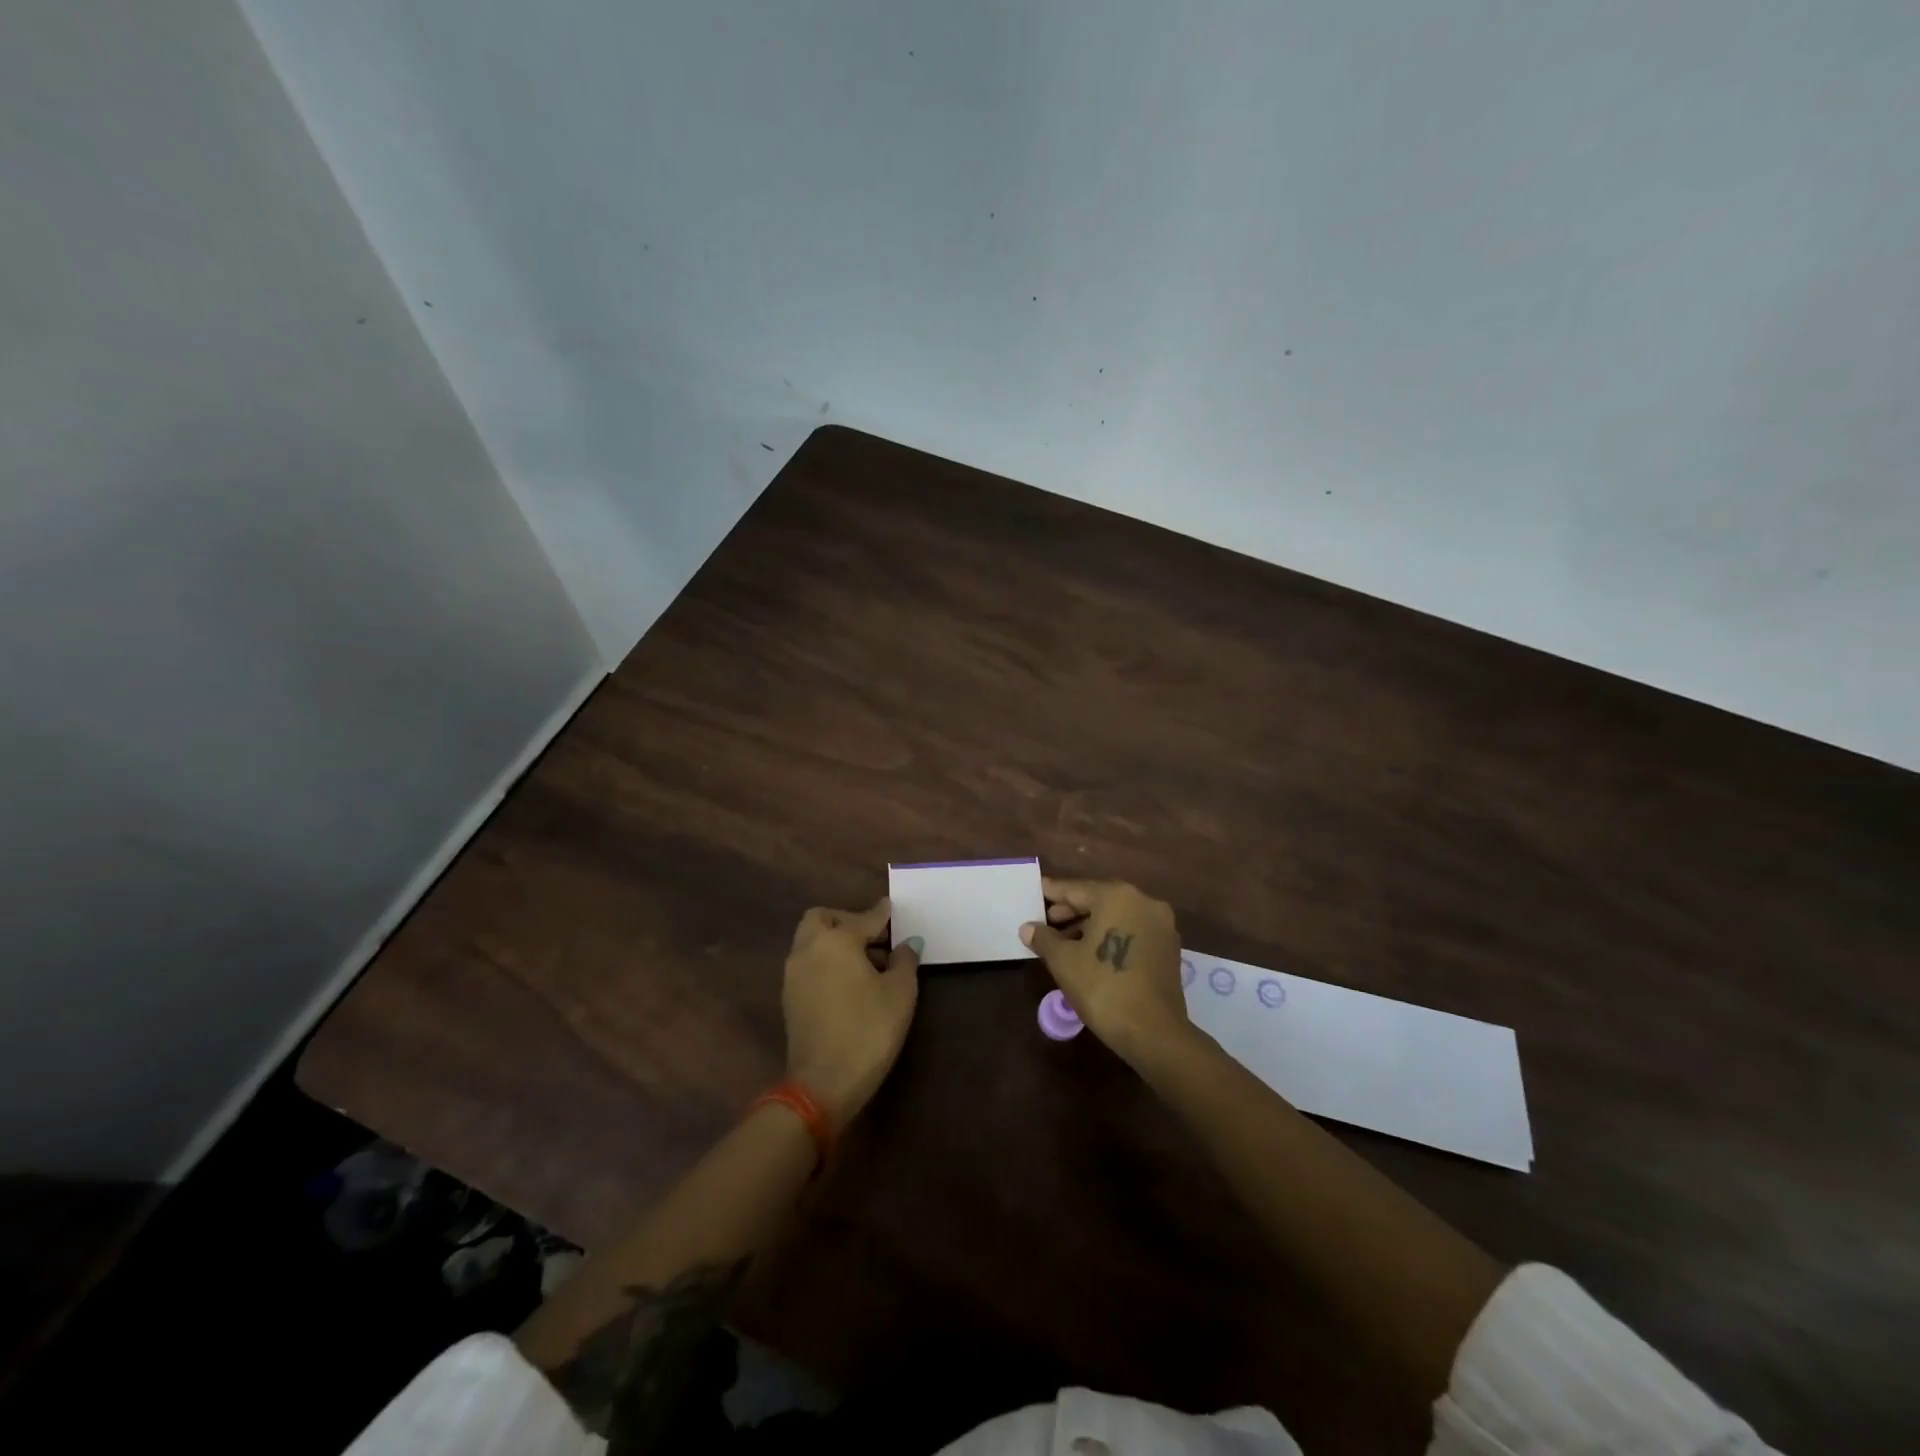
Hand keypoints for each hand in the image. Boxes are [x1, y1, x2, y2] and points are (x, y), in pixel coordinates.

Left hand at [782, 898, 920, 1126]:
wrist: (823, 1084)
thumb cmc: (868, 1030)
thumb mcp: (900, 993)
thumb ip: (904, 960)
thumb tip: (906, 944)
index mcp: (836, 940)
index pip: (864, 918)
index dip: (882, 915)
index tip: (891, 909)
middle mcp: (808, 949)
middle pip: (823, 919)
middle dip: (847, 920)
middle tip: (874, 936)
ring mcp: (793, 975)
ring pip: (812, 941)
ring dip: (835, 942)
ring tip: (868, 963)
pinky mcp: (789, 999)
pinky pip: (808, 964)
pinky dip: (826, 962)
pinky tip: (850, 983)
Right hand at [1022, 878, 1188, 1063]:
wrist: (1154, 1033)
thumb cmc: (1103, 988)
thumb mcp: (1064, 961)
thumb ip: (1044, 938)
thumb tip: (1028, 928)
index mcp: (1117, 896)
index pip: (1076, 889)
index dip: (1052, 893)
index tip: (1036, 892)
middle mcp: (1143, 901)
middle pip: (1099, 899)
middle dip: (1071, 910)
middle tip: (1046, 922)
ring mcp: (1161, 924)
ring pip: (1117, 915)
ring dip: (1091, 924)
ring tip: (1065, 941)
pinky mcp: (1169, 947)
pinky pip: (1132, 930)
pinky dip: (1111, 935)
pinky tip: (1092, 952)